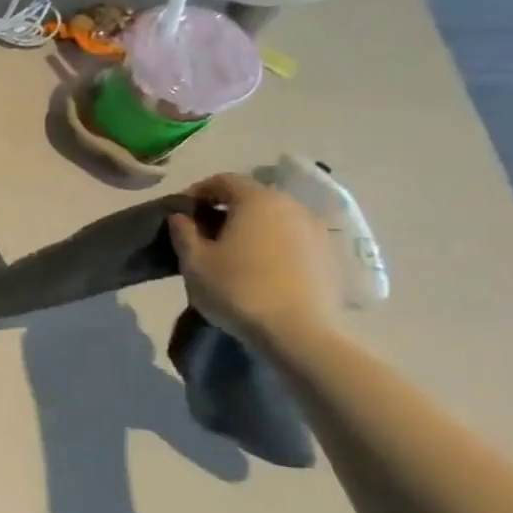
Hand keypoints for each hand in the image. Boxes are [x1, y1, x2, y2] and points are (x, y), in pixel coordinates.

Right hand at [168, 173, 338, 348]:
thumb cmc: (236, 288)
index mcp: (257, 200)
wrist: (297, 332)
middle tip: (204, 233)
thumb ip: (183, 232)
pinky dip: (273, 244)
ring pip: (275, 218)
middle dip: (226, 209)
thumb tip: (181, 216)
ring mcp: (317, 231)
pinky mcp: (330, 256)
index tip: (181, 213)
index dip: (198, 192)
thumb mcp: (193, 261)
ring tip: (232, 253)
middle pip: (252, 197)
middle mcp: (292, 206)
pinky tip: (259, 268)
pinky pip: (293, 239)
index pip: (223, 180)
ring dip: (251, 227)